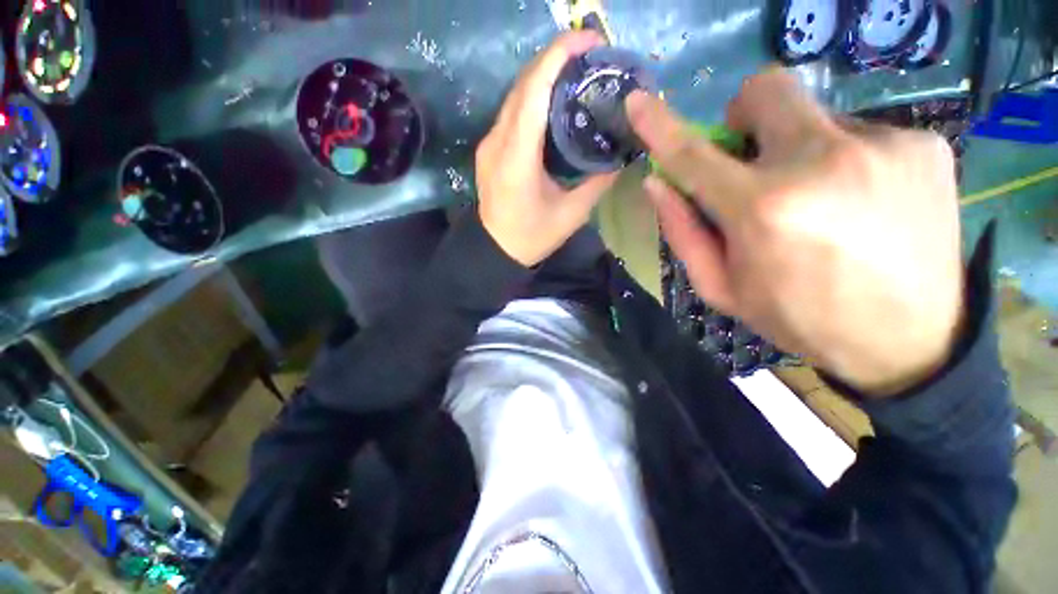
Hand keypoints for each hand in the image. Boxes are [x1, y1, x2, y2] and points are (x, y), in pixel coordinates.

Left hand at [476, 31, 617, 266]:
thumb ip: (597, 183)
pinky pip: (511, 112)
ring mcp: (489, 143)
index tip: (590, 41)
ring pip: (515, 95)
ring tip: (577, 72)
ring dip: (544, 75)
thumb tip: (620, 157)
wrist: (494, 250)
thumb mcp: (570, 215)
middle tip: (591, 55)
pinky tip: (554, 101)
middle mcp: (497, 142)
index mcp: (517, 158)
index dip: (559, 56)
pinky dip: (534, 97)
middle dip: (556, 59)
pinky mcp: (489, 149)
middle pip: (523, 85)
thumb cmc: (531, 238)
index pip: (534, 91)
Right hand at [627, 70, 964, 396]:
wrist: (910, 342)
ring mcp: (884, 144)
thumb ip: (684, 233)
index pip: (694, 154)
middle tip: (755, 160)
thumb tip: (659, 184)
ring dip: (800, 149)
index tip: (638, 102)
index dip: (660, 125)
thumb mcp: (723, 288)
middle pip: (765, 91)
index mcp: (763, 208)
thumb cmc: (798, 318)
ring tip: (821, 201)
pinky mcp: (926, 144)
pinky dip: (847, 160)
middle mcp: (822, 160)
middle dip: (746, 118)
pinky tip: (862, 203)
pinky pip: (862, 133)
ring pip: (815, 116)